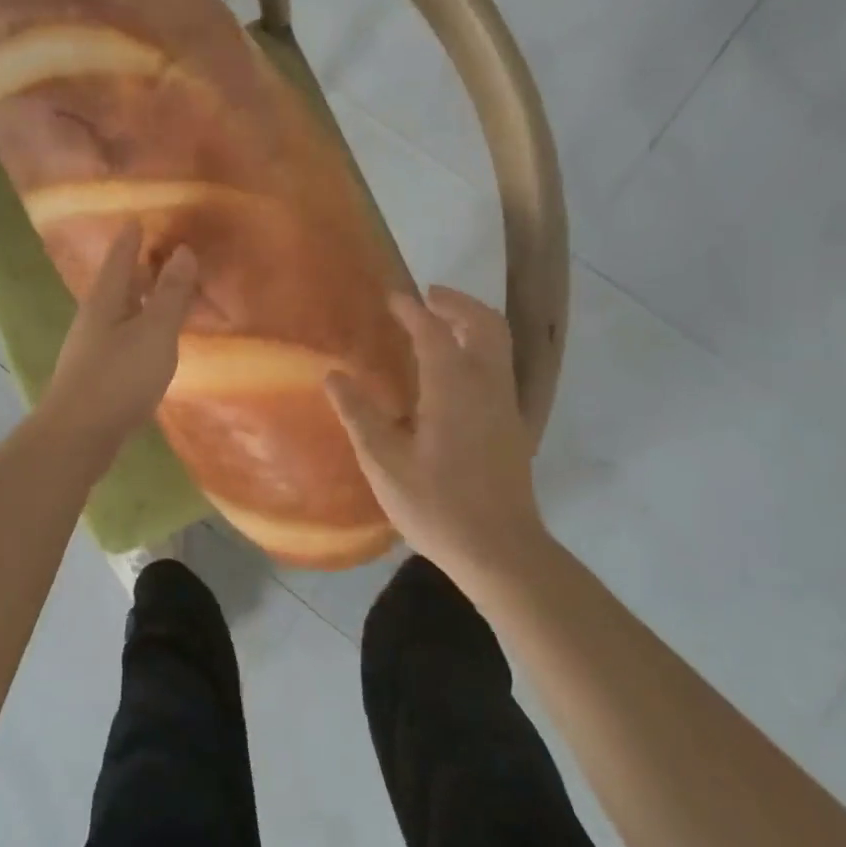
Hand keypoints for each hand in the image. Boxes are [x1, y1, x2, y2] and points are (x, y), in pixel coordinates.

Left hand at [41, 222, 197, 448]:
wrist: (78, 436)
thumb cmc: (118, 377)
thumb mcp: (154, 332)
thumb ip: (170, 294)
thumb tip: (183, 251)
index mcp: (105, 300)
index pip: (120, 258)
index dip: (131, 238)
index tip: (139, 218)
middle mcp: (94, 318)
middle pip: (118, 284)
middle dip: (138, 267)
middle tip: (160, 252)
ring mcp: (92, 348)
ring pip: (120, 311)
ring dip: (140, 299)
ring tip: (162, 292)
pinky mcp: (97, 374)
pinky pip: (123, 337)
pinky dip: (140, 327)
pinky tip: (152, 340)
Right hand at [325, 286, 542, 583]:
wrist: (501, 551)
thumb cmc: (437, 507)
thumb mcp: (385, 464)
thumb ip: (360, 416)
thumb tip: (334, 376)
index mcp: (454, 389)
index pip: (434, 333)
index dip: (412, 311)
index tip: (393, 296)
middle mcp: (487, 387)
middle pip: (485, 325)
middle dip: (457, 304)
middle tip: (427, 298)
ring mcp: (505, 406)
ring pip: (498, 345)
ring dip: (471, 323)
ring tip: (440, 324)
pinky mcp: (511, 425)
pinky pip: (499, 366)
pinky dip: (479, 348)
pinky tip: (453, 371)